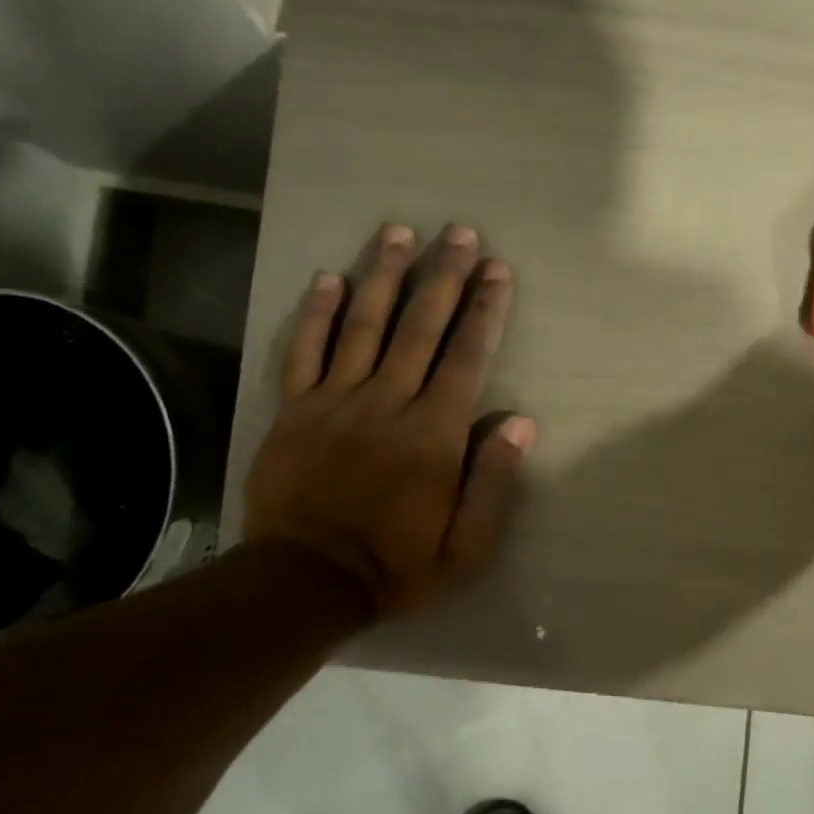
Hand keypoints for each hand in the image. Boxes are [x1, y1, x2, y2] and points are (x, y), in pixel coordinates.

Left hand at [243, 223, 532, 617]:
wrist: (304, 582)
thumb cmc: (397, 565)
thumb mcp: (466, 546)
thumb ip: (495, 483)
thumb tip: (520, 422)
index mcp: (434, 434)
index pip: (466, 356)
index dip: (485, 309)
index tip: (497, 270)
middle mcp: (387, 402)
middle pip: (419, 326)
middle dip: (444, 275)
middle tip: (459, 231)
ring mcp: (335, 401)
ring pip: (363, 324)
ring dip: (384, 274)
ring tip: (400, 232)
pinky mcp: (293, 410)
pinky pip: (304, 350)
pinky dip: (316, 312)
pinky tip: (329, 277)